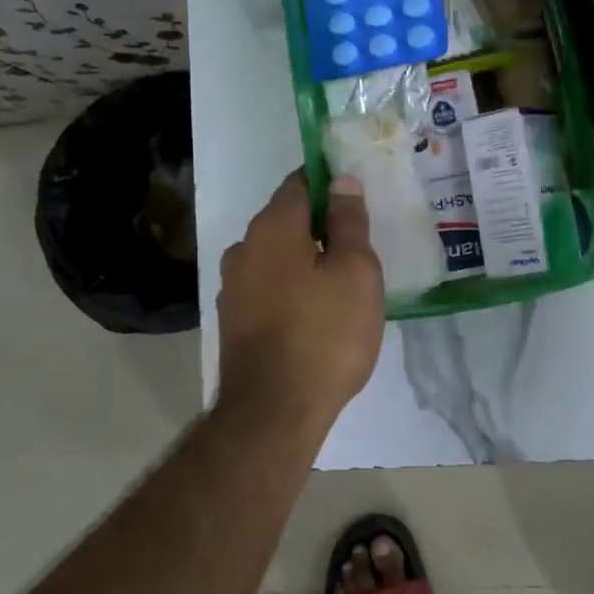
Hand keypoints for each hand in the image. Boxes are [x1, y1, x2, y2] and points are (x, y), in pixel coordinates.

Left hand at [216, 171, 383, 430]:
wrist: (273, 412)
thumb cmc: (325, 334)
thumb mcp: (355, 272)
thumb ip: (348, 222)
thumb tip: (342, 181)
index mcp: (273, 227)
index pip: (300, 182)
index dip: (330, 182)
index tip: (357, 198)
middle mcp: (244, 247)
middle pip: (287, 218)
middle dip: (320, 224)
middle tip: (359, 244)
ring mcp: (233, 285)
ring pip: (277, 255)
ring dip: (305, 258)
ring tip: (342, 281)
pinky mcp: (234, 318)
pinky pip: (268, 285)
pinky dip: (291, 286)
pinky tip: (315, 311)